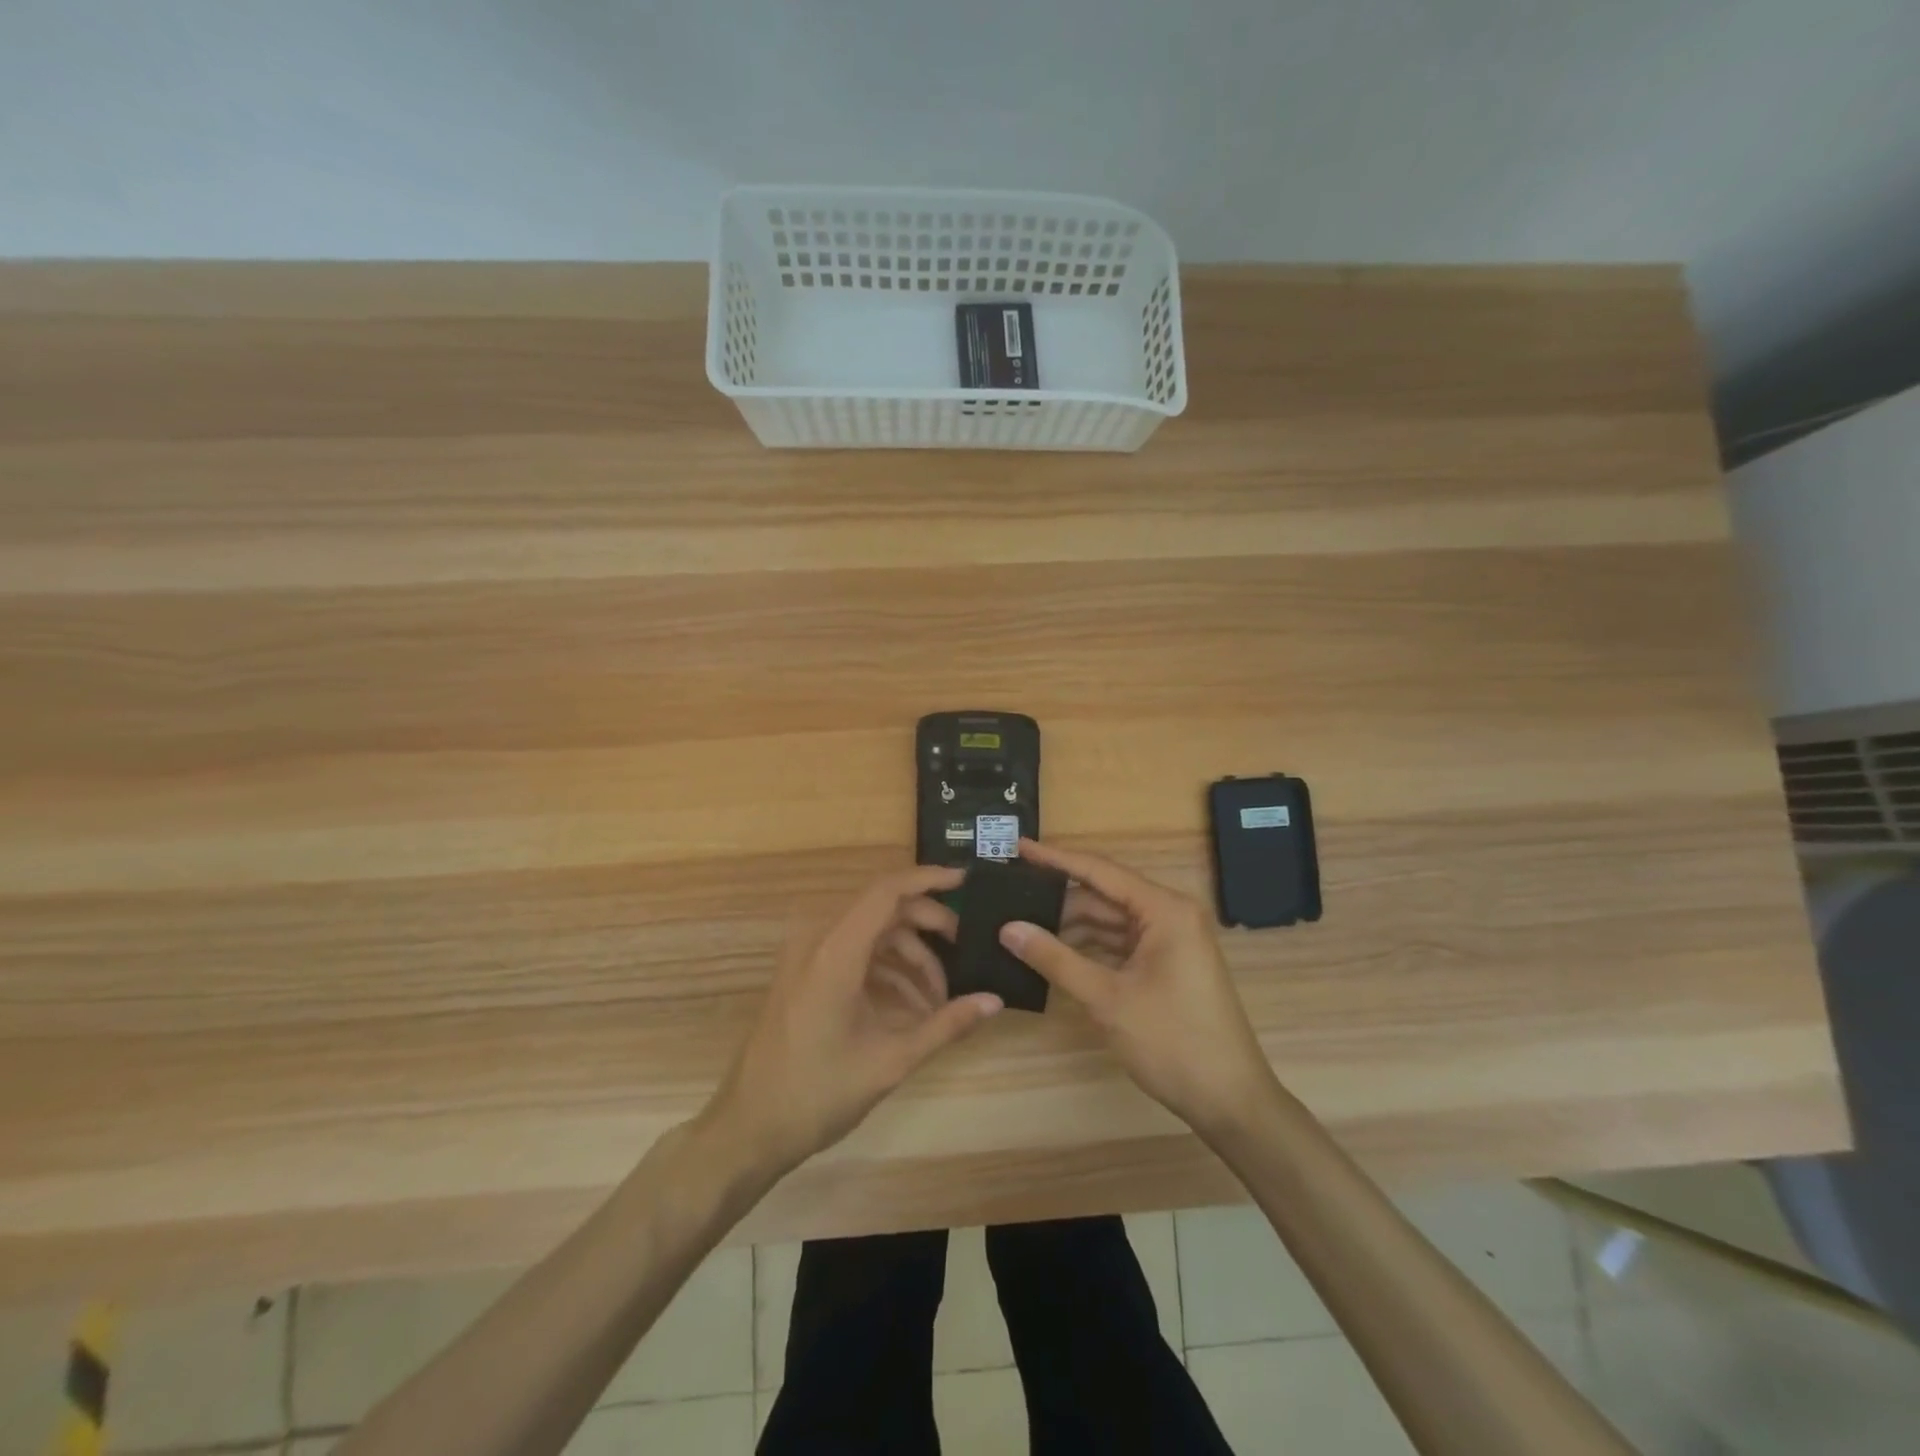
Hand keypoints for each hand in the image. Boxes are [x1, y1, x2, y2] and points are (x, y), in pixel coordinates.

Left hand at [706, 865, 1002, 1176]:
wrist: (748, 1128)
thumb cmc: (817, 1094)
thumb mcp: (890, 1061)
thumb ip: (946, 1025)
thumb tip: (996, 1002)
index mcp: (835, 952)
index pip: (887, 891)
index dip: (929, 879)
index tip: (967, 882)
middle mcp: (817, 940)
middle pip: (883, 910)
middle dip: (928, 927)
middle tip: (964, 953)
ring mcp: (806, 955)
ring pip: (871, 933)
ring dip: (909, 956)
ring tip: (939, 1001)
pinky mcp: (803, 972)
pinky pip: (854, 952)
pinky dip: (886, 970)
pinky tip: (911, 1008)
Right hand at [1000, 839, 1276, 1135]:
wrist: (1230, 1102)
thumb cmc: (1173, 1042)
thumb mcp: (1107, 999)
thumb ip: (1055, 959)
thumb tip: (1008, 928)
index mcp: (1165, 909)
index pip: (1100, 871)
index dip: (1055, 859)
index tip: (1018, 847)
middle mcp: (1170, 914)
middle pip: (1103, 896)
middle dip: (1058, 900)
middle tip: (1009, 897)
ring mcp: (1170, 941)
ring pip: (1109, 922)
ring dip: (1070, 927)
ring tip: (1021, 926)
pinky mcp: (1166, 965)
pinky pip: (1120, 945)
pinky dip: (1088, 948)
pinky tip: (1052, 953)